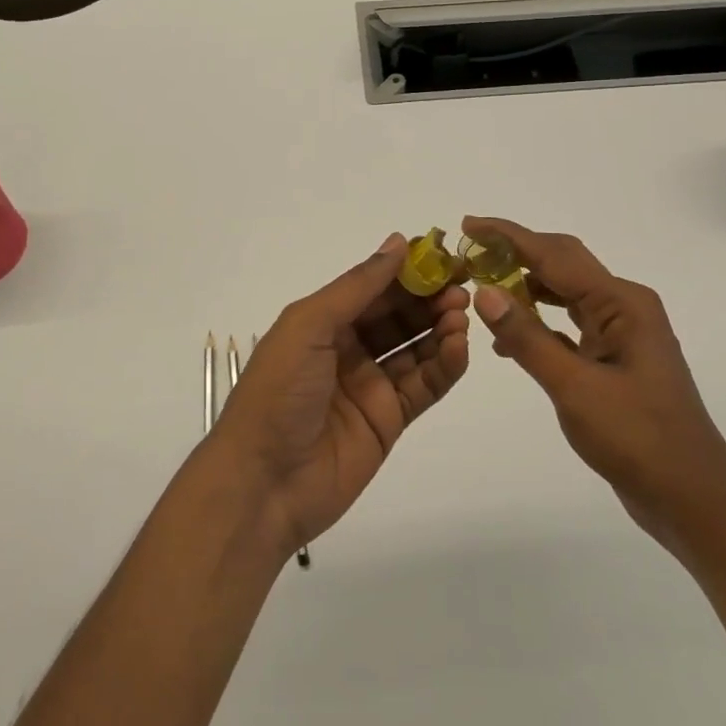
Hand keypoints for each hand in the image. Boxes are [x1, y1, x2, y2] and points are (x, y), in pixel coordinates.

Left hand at [208, 234, 470, 555]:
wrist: (264, 482)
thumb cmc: (279, 391)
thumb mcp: (309, 326)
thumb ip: (357, 287)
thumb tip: (398, 243)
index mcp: (322, 322)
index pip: (372, 287)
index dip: (406, 270)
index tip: (442, 255)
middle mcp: (347, 348)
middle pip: (397, 315)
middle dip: (428, 297)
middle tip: (462, 284)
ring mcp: (370, 385)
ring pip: (415, 348)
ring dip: (440, 327)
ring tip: (462, 313)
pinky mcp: (390, 420)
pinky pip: (424, 385)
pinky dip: (444, 365)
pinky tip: (459, 346)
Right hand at [463, 216, 725, 565]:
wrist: (695, 501)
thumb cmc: (639, 440)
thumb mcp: (574, 388)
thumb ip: (526, 337)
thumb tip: (484, 291)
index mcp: (621, 303)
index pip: (554, 255)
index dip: (508, 236)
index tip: (467, 224)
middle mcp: (624, 306)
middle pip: (562, 263)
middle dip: (515, 253)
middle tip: (468, 252)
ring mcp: (622, 332)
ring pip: (565, 292)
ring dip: (525, 285)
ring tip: (481, 286)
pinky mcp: (615, 357)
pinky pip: (569, 322)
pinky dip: (538, 320)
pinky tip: (510, 335)